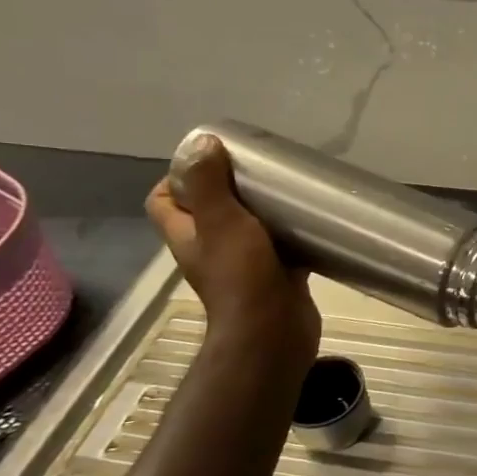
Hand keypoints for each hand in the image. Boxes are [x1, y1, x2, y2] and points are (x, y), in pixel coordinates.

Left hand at [146, 134, 320, 361]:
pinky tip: (313, 223)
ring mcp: (243, 266)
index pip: (163, 201)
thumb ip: (208, 185)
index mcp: (188, 236)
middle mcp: (210, 251)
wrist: (274, 332)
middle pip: (209, 212)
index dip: (176, 178)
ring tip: (285, 190)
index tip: (209, 160)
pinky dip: (293, 236)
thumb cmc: (242, 277)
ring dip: (263, 211)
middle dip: (229, 189)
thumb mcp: (221, 222)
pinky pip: (282, 248)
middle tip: (256, 170)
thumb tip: (201, 142)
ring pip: (248, 229)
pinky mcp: (276, 277)